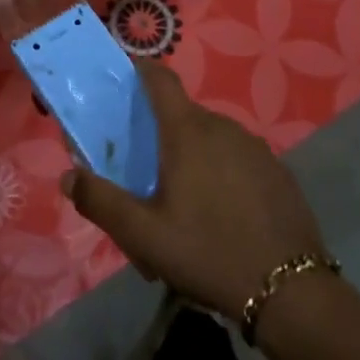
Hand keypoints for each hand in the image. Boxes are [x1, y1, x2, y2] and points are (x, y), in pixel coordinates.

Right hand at [60, 62, 329, 321]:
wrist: (291, 291)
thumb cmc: (208, 253)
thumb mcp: (143, 236)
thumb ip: (101, 202)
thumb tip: (69, 177)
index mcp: (188, 132)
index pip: (160, 79)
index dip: (140, 69)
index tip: (122, 74)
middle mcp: (223, 127)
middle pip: (183, 114)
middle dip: (160, 132)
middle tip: (144, 171)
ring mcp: (256, 147)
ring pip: (211, 138)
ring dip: (192, 155)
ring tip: (182, 201)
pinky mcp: (277, 171)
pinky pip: (238, 158)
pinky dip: (221, 172)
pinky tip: (220, 214)